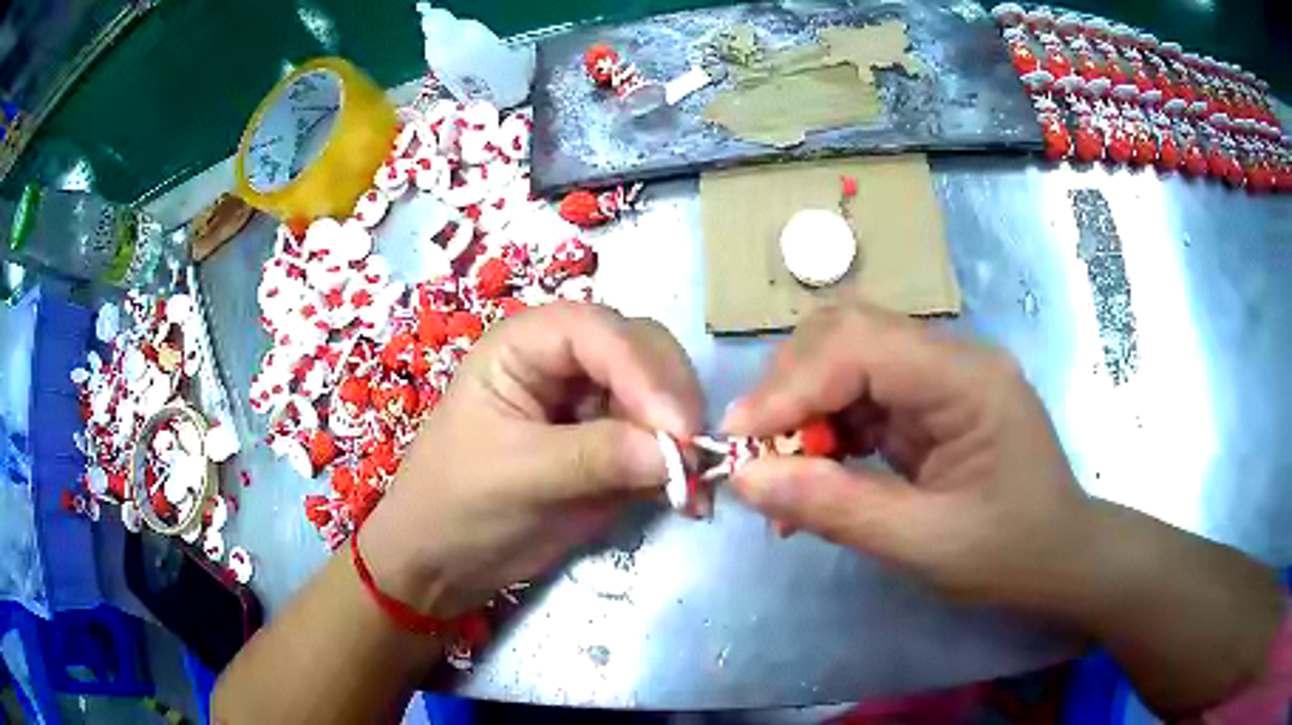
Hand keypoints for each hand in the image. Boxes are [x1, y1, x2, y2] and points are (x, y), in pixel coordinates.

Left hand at [361, 302, 701, 617]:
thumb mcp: (518, 475)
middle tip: (693, 455)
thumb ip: (597, 457)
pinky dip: (678, 463)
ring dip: (683, 434)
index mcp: (525, 344)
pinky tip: (686, 497)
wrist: (443, 562)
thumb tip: (678, 452)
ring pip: (660, 393)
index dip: (644, 370)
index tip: (678, 429)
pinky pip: (658, 439)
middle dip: (671, 398)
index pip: (599, 332)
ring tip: (692, 484)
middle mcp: (564, 361)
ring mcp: (591, 402)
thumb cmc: (457, 504)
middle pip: (642, 351)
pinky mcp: (609, 443)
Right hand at [723, 304, 1284, 716]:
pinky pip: (857, 397)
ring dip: (801, 411)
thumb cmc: (1010, 553)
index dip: (792, 386)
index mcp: (968, 380)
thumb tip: (745, 479)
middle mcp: (951, 359)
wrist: (1058, 558)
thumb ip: (837, 509)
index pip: (863, 346)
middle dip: (791, 388)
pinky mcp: (925, 402)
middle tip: (757, 452)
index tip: (739, 440)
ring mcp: (938, 377)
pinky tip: (812, 475)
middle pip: (849, 333)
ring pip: (845, 360)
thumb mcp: (926, 545)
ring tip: (780, 473)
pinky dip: (823, 431)